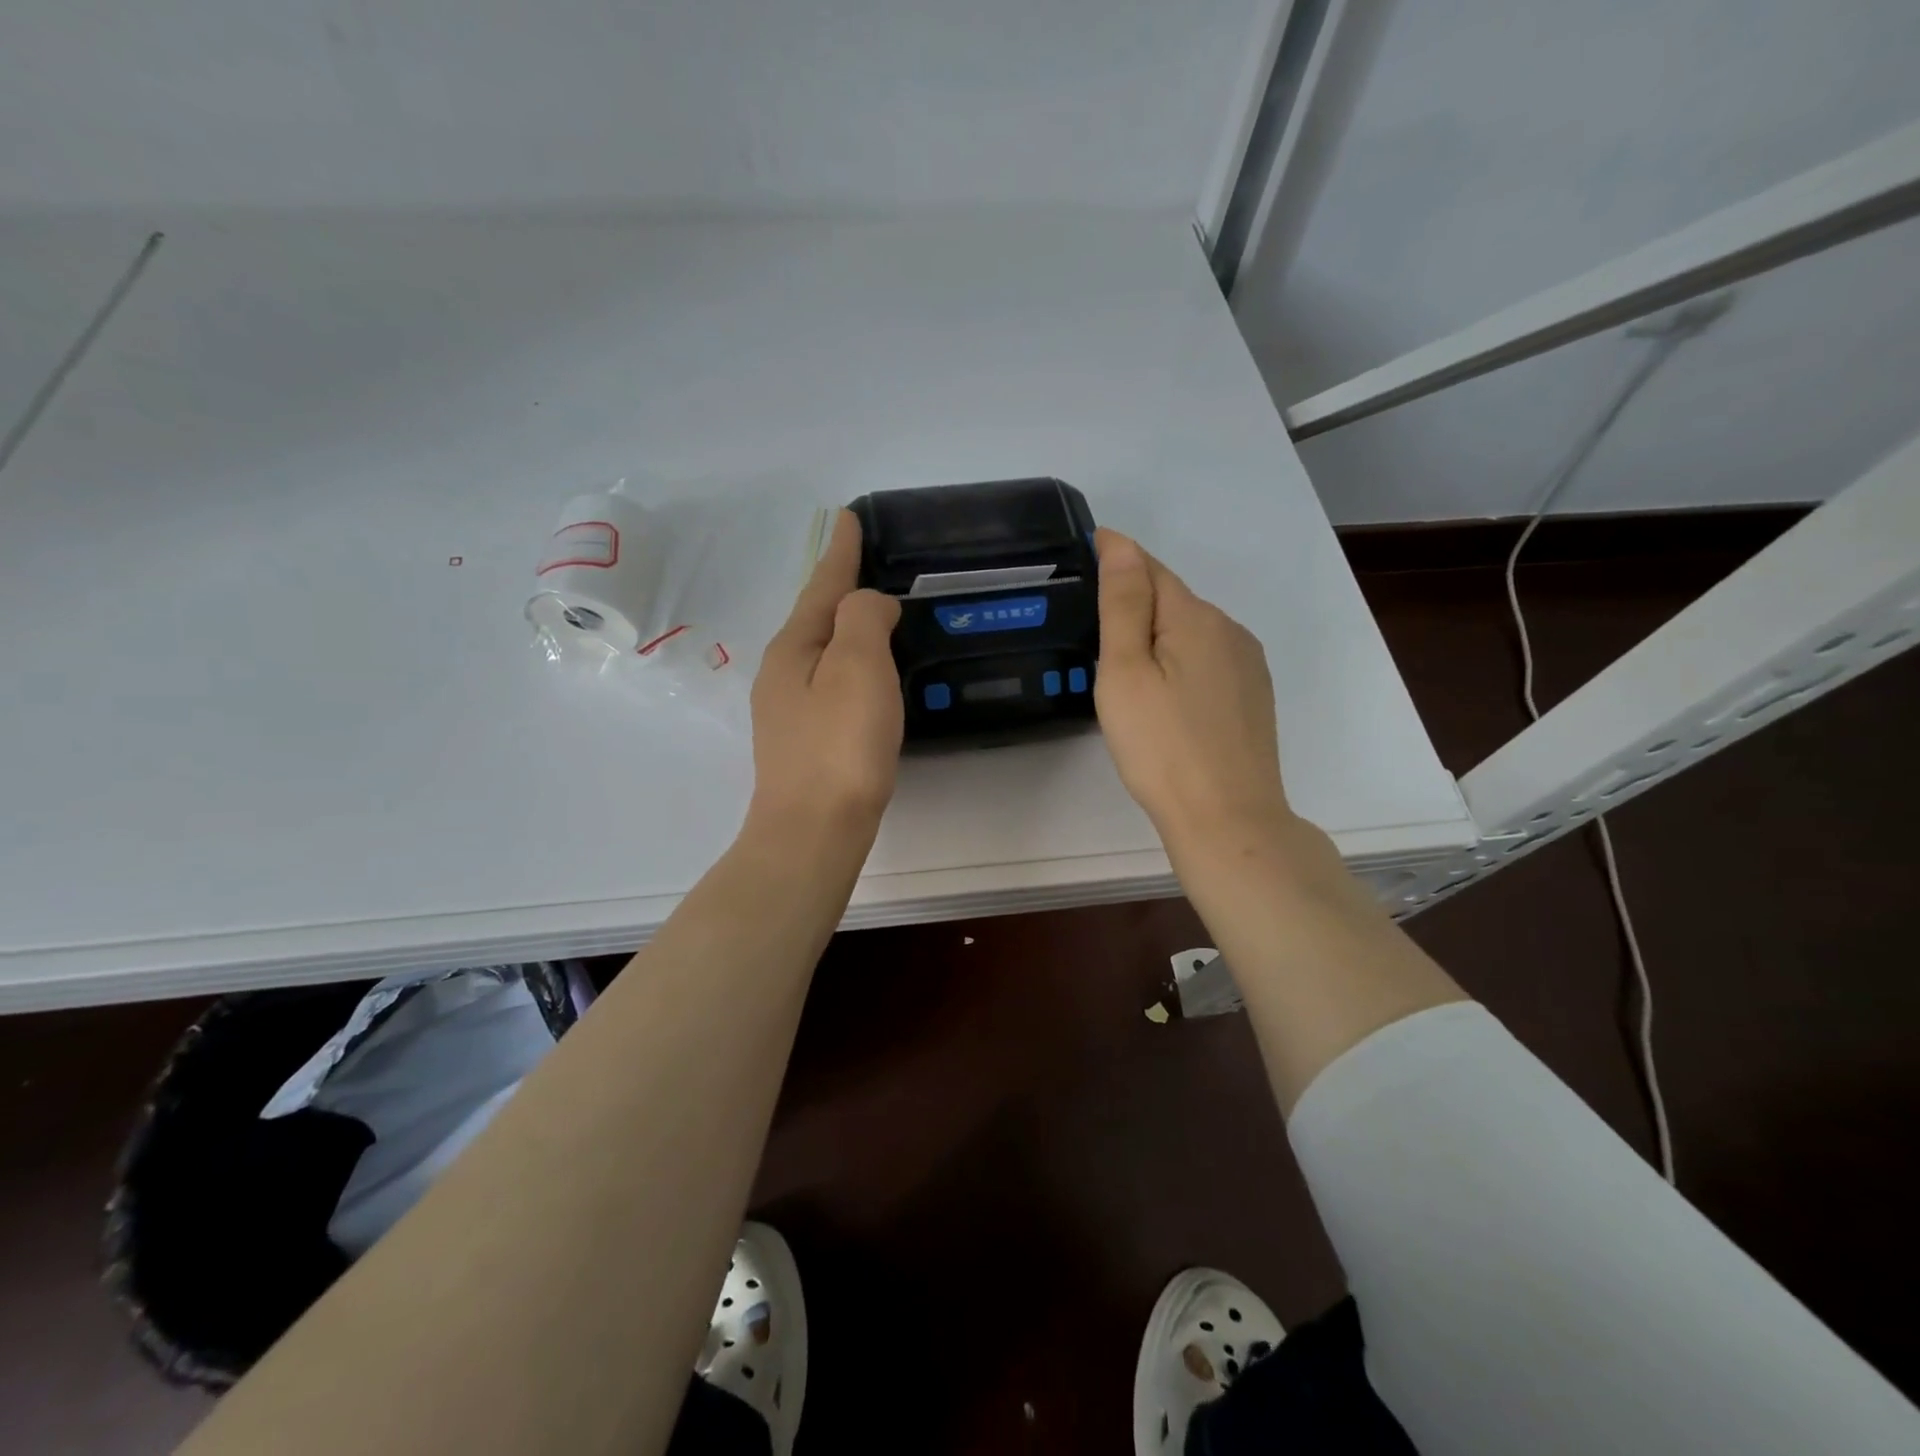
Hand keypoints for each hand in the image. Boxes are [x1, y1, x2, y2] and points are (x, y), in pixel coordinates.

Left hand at [746, 509, 903, 835]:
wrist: (814, 833)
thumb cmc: (839, 746)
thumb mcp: (855, 666)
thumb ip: (862, 620)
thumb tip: (868, 604)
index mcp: (793, 648)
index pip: (822, 585)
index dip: (841, 551)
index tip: (848, 516)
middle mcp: (783, 674)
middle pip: (817, 617)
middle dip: (840, 588)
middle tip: (869, 563)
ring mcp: (790, 712)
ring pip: (823, 653)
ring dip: (847, 628)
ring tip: (875, 613)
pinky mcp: (808, 744)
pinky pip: (832, 685)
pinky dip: (852, 666)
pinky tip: (868, 677)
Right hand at [1093, 529, 1292, 850]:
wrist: (1228, 819)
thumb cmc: (1162, 747)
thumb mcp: (1127, 673)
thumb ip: (1123, 605)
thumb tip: (1120, 544)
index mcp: (1195, 618)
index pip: (1150, 568)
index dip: (1117, 556)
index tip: (1084, 550)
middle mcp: (1229, 630)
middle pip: (1173, 598)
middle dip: (1134, 596)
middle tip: (1090, 614)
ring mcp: (1247, 665)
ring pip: (1191, 630)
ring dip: (1157, 630)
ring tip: (1120, 656)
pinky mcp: (1252, 697)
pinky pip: (1207, 658)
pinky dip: (1178, 658)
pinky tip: (1163, 690)